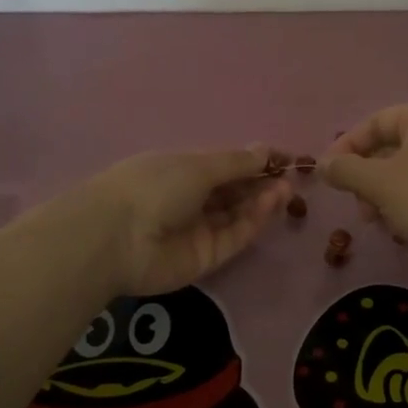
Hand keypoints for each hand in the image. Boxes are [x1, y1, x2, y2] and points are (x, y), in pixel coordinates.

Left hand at [83, 145, 291, 296]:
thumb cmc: (153, 186)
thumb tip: (265, 150)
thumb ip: (236, 162)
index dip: (254, 161)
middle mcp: (191, 200)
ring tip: (285, 189)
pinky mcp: (206, 258)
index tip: (284, 158)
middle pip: (234, 192)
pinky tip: (269, 204)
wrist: (117, 238)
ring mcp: (198, 230)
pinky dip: (253, 221)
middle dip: (261, 182)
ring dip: (262, 201)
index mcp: (181, 171)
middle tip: (289, 176)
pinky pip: (234, 237)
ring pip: (237, 215)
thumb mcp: (197, 165)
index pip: (225, 166)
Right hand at [320, 105, 407, 290]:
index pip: (375, 122)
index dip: (347, 145)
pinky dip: (401, 205)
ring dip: (379, 195)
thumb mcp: (379, 183)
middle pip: (387, 148)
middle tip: (354, 201)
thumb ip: (346, 170)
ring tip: (373, 220)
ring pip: (401, 173)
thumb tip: (322, 165)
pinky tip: (395, 228)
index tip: (327, 173)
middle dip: (363, 175)